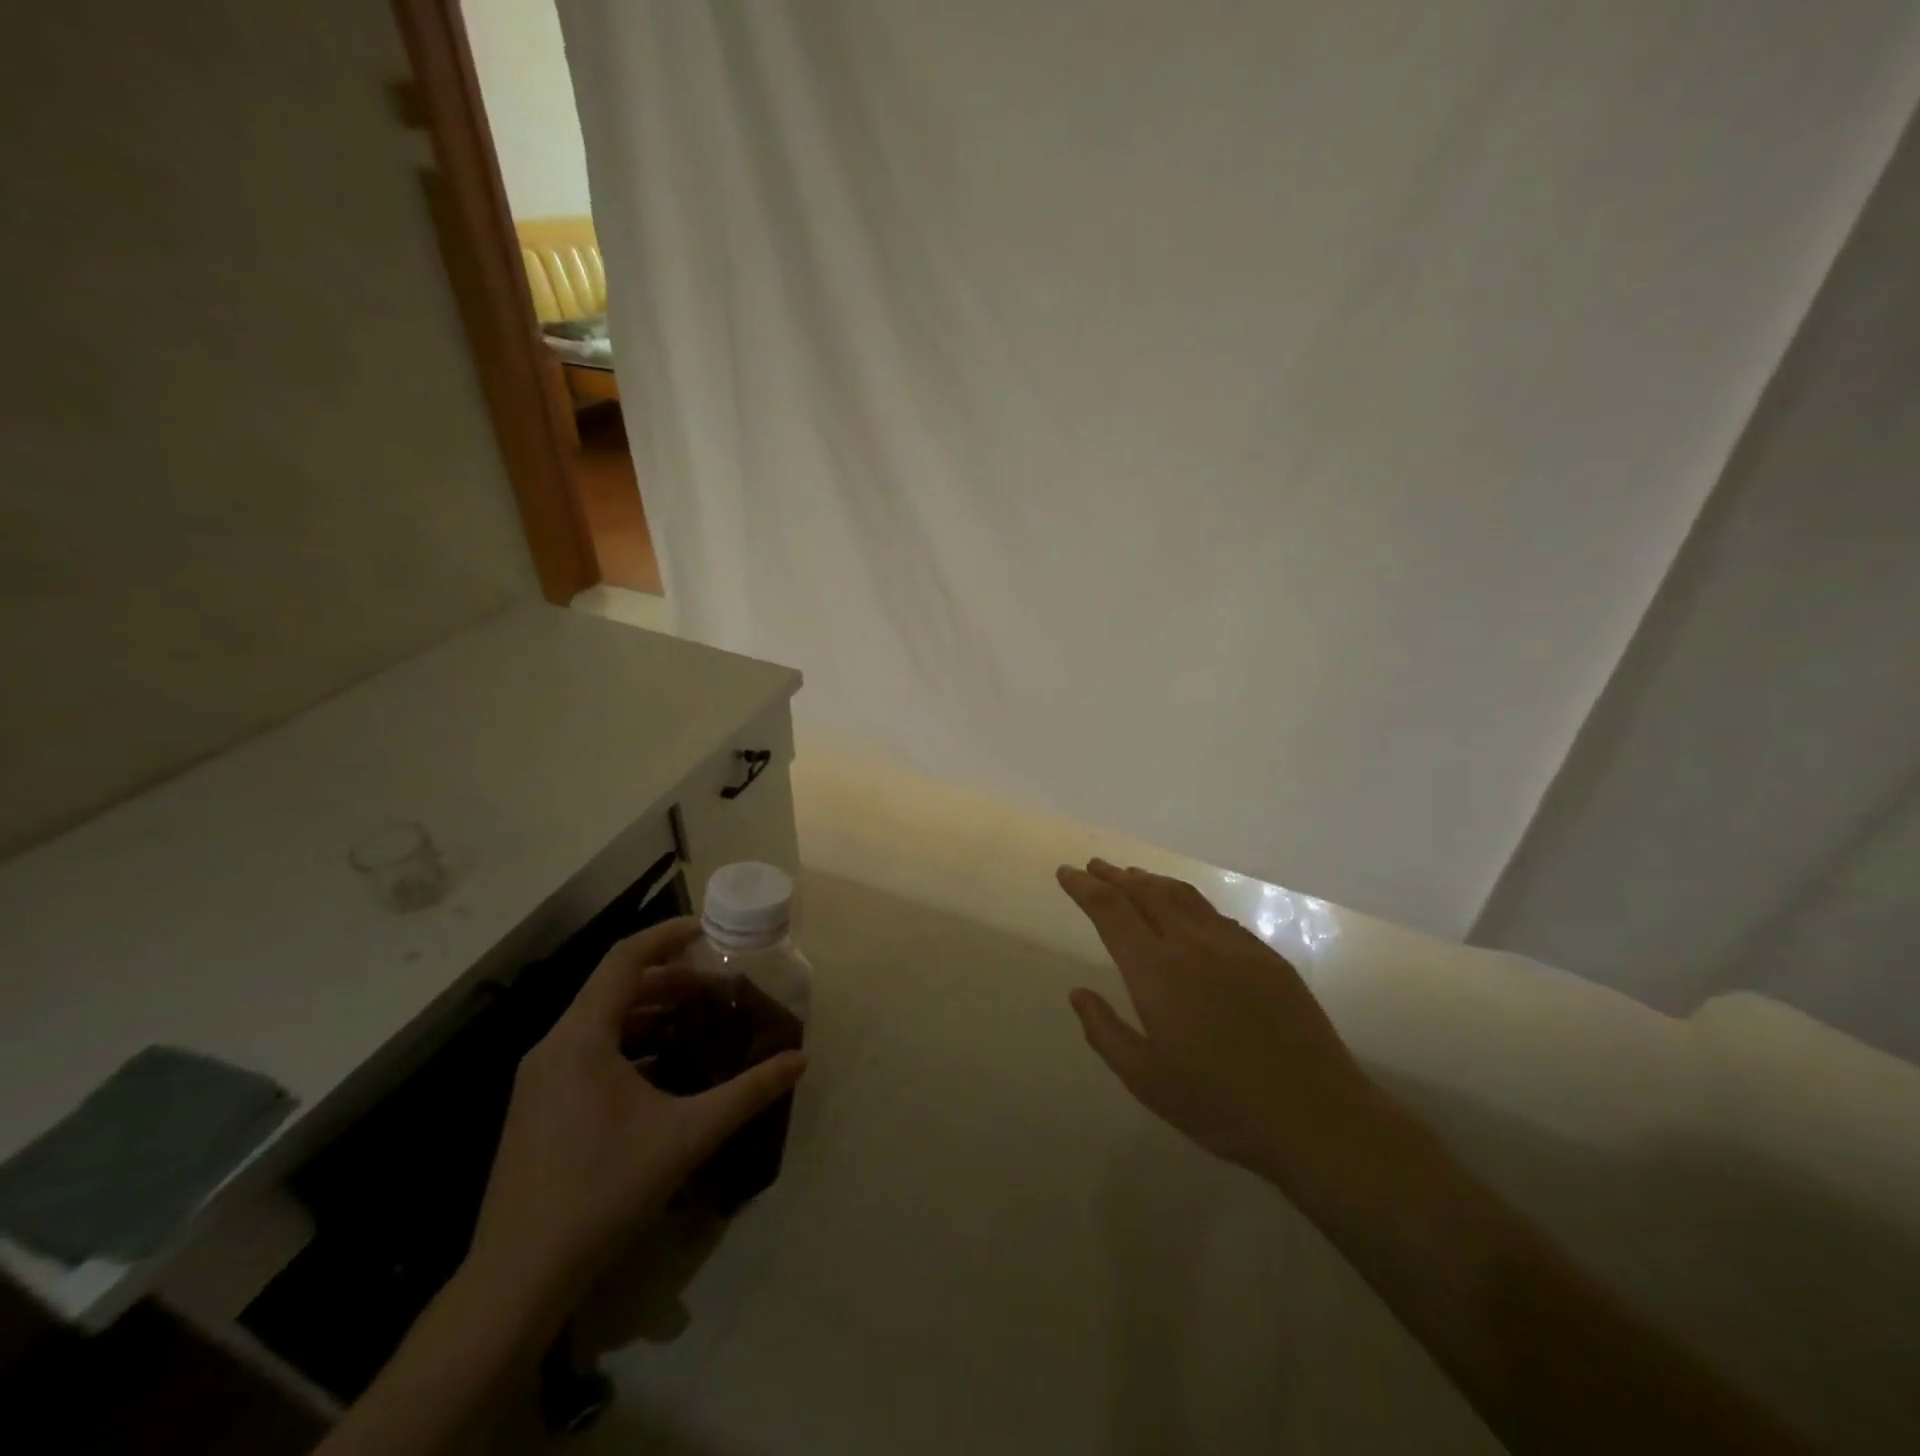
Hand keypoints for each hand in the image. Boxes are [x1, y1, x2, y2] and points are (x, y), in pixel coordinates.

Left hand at [463, 918, 806, 1334]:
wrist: (518, 1280)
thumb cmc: (604, 1191)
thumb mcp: (687, 1136)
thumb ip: (748, 1092)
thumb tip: (801, 1059)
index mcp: (581, 1038)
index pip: (625, 960)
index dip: (667, 936)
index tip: (707, 928)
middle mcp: (554, 1047)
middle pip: (616, 988)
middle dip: (670, 979)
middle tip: (719, 986)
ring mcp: (541, 1079)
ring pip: (602, 1021)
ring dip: (651, 1012)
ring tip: (699, 1018)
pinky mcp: (539, 1107)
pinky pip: (590, 1052)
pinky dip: (631, 1043)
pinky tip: (666, 1066)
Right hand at [1058, 859, 1384, 1193]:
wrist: (1316, 1115)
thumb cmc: (1220, 1104)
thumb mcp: (1146, 1080)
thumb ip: (1105, 1032)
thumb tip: (1078, 994)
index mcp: (1156, 971)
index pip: (1111, 910)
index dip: (1084, 887)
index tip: (1067, 873)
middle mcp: (1192, 944)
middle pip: (1146, 892)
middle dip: (1114, 875)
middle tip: (1094, 866)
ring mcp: (1234, 945)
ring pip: (1183, 895)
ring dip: (1151, 880)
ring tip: (1132, 876)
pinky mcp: (1265, 955)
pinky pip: (1214, 913)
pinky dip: (1187, 900)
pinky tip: (1185, 911)